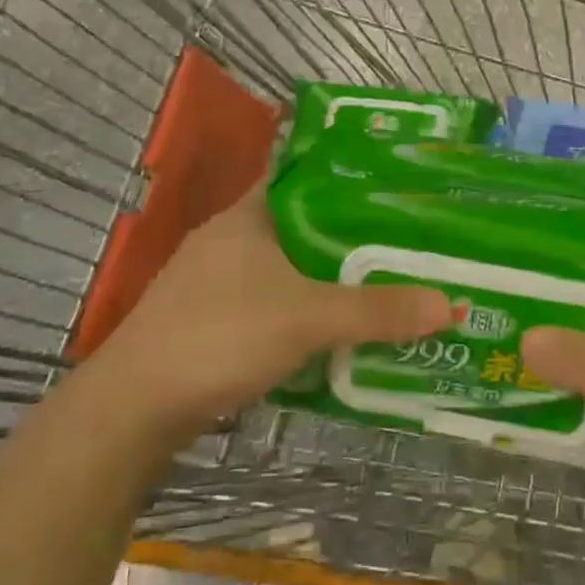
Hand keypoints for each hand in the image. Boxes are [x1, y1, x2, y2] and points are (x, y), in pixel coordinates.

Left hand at [93, 177, 450, 441]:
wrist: (133, 407)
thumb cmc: (220, 335)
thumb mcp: (307, 318)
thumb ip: (376, 311)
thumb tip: (451, 304)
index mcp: (248, 215)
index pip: (303, 177)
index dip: (347, 180)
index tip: (393, 191)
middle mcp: (228, 239)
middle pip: (301, 227)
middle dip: (347, 239)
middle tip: (402, 246)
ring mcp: (212, 282)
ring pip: (284, 269)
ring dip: (324, 280)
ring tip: (377, 287)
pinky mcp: (206, 321)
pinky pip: (268, 304)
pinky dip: (300, 313)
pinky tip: (329, 332)